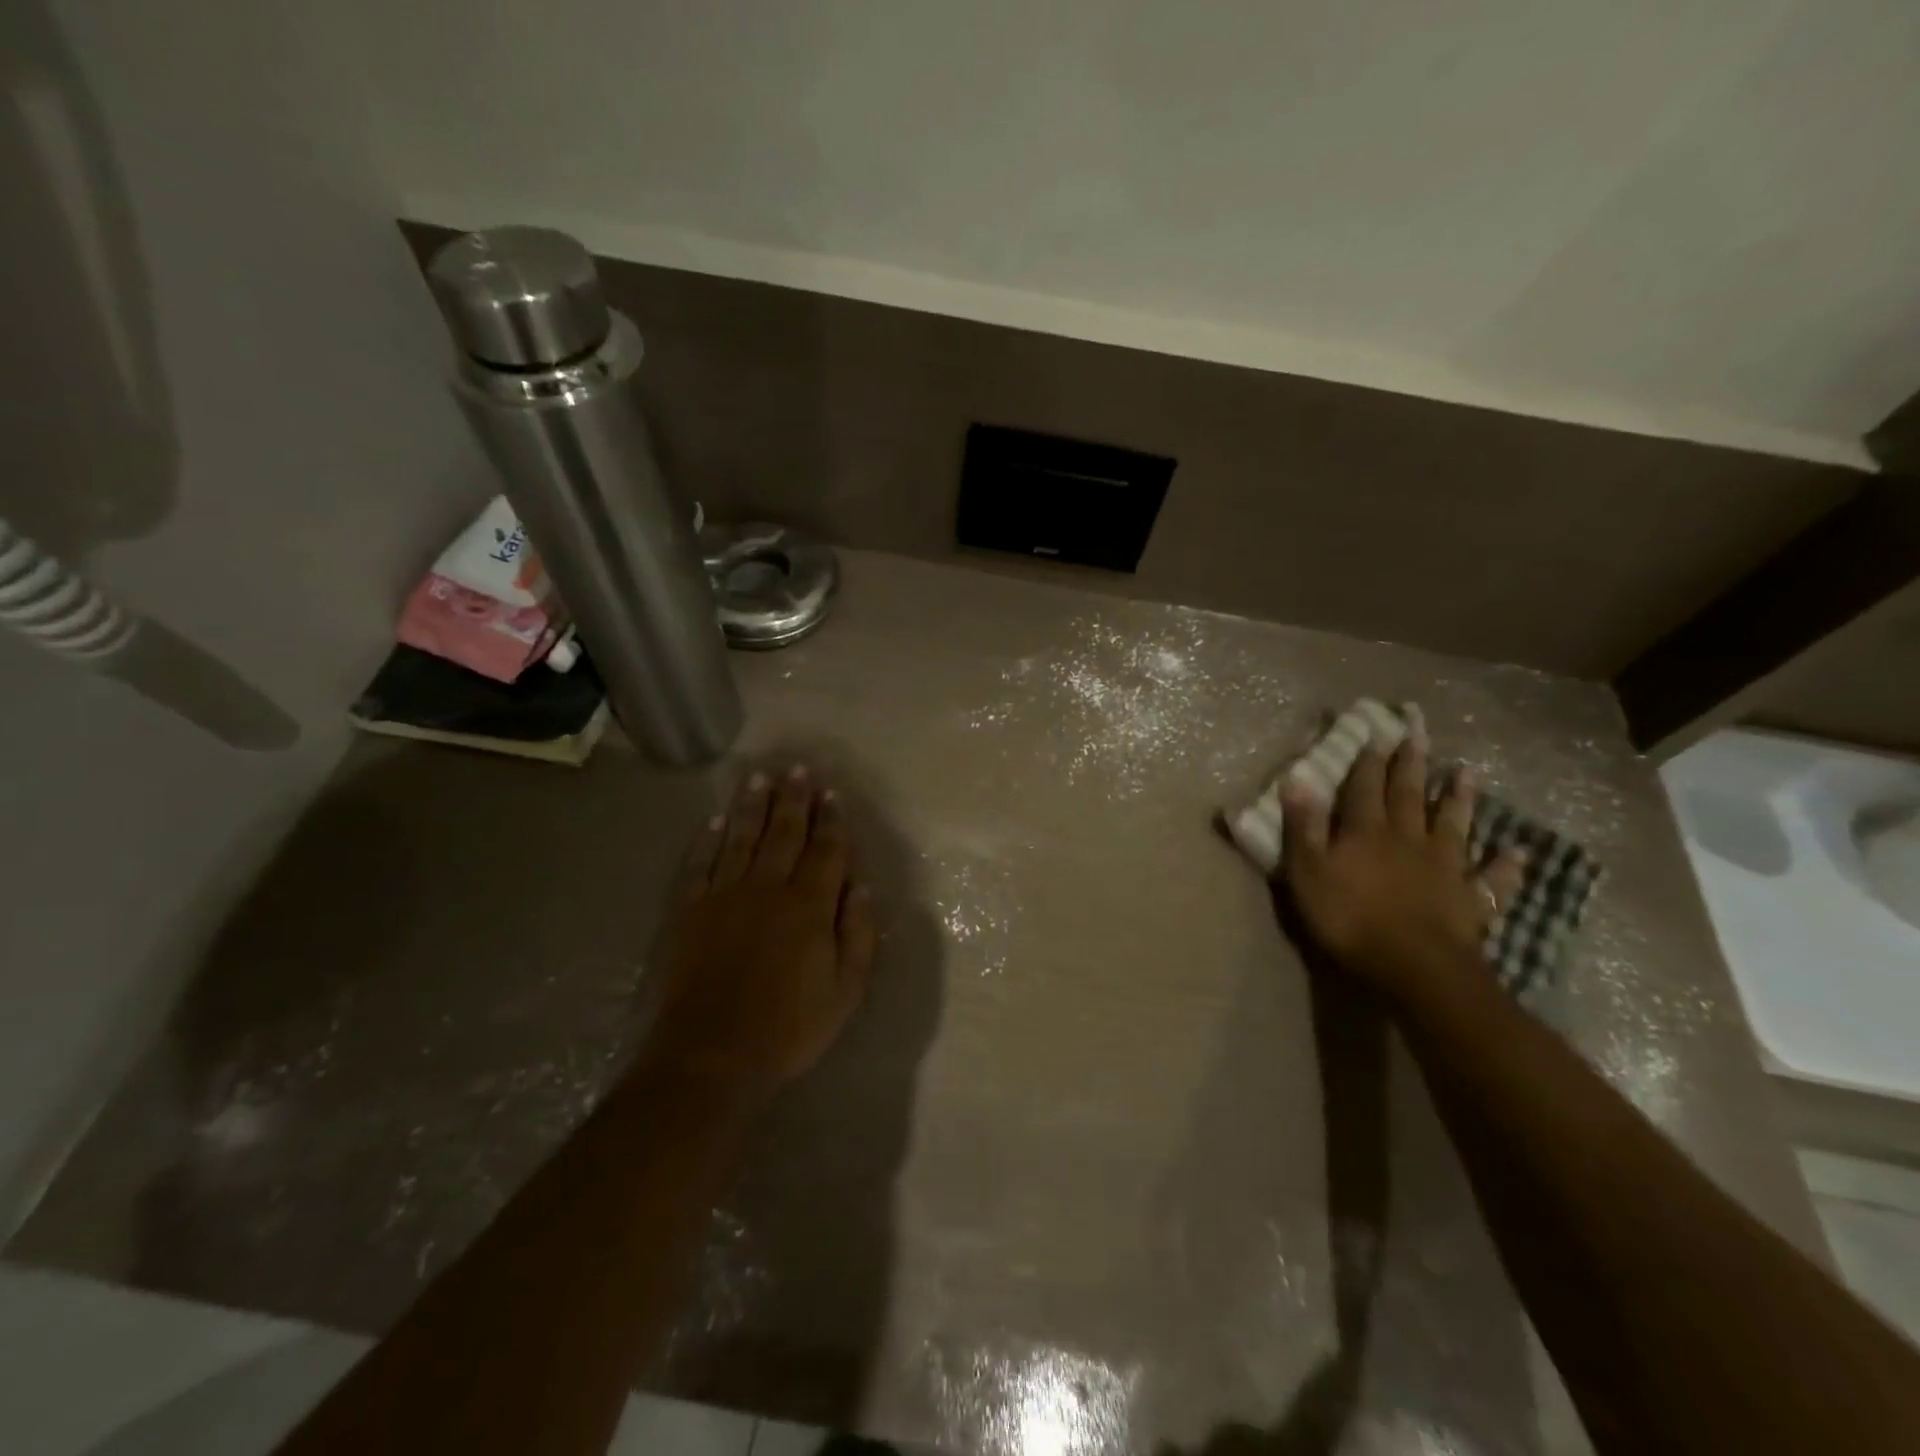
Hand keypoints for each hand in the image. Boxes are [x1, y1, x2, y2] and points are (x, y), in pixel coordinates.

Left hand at [642, 767, 877, 1104]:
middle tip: (798, 769)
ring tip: (759, 777)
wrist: (712, 1055)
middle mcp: (768, 889)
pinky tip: (715, 821)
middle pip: (784, 834)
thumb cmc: (789, 1028)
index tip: (832, 792)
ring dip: (752, 806)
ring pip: (741, 838)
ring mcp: (724, 896)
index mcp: (809, 906)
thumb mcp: (846, 991)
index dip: (831, 820)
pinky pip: (700, 865)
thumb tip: (863, 887)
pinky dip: (708, 840)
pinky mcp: (688, 911)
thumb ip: (858, 935)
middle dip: (794, 799)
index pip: (825, 851)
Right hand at [1277, 737, 1522, 999]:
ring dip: (1460, 799)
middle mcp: (1408, 839)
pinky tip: (1518, 853)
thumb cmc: (1349, 918)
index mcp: (1366, 832)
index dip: (1368, 763)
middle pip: (1409, 796)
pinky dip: (1505, 865)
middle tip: (1418, 737)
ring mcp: (1444, 867)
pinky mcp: (1469, 899)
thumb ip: (1303, 827)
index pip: (1364, 788)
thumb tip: (1296, 780)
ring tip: (1468, 774)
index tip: (1376, 735)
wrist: (1414, 965)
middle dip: (1411, 767)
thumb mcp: (1308, 872)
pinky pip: (1492, 879)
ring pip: (1453, 825)